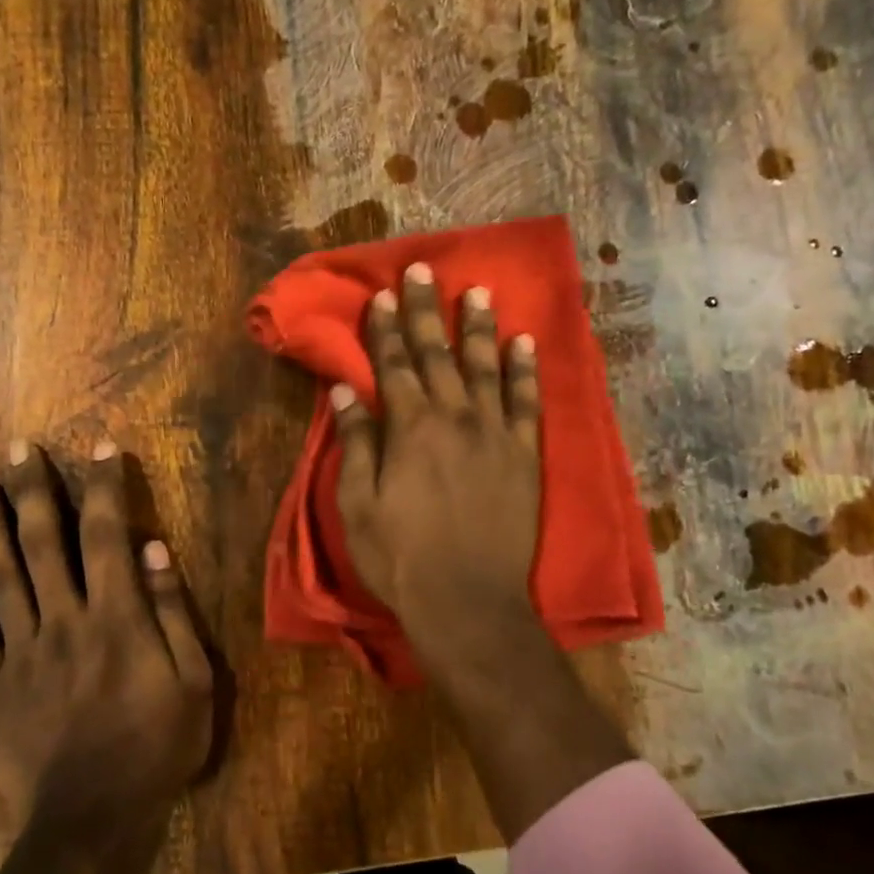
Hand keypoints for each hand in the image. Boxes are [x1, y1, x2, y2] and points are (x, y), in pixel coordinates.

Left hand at [0, 440, 210, 873]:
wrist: (90, 823)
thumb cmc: (155, 749)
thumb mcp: (192, 683)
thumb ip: (171, 613)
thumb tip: (155, 549)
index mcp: (116, 618)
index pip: (106, 535)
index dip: (103, 487)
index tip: (99, 448)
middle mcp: (64, 620)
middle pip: (44, 542)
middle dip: (35, 490)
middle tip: (21, 449)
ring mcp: (21, 651)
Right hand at [332, 262, 542, 664]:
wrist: (469, 603)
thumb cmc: (402, 557)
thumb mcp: (359, 505)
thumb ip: (356, 443)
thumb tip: (346, 390)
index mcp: (410, 428)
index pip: (393, 365)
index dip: (386, 328)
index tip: (383, 295)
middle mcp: (454, 417)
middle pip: (437, 353)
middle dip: (426, 310)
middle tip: (423, 271)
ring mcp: (495, 433)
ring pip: (486, 366)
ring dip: (478, 327)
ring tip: (477, 291)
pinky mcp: (525, 455)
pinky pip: (527, 402)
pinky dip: (525, 371)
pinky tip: (525, 343)